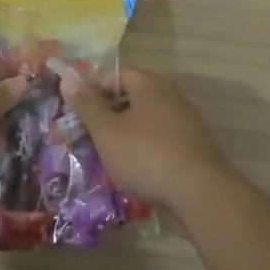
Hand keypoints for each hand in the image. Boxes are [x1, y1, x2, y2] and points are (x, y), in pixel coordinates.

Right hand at [58, 65, 234, 211]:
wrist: (202, 194)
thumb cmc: (147, 156)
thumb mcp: (107, 131)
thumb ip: (87, 105)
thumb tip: (67, 77)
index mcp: (150, 85)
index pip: (115, 75)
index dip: (91, 87)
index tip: (73, 106)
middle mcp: (171, 96)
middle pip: (132, 96)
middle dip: (107, 112)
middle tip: (85, 131)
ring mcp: (186, 122)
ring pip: (145, 120)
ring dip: (124, 132)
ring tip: (105, 152)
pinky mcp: (194, 147)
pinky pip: (160, 139)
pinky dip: (143, 147)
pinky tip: (133, 168)